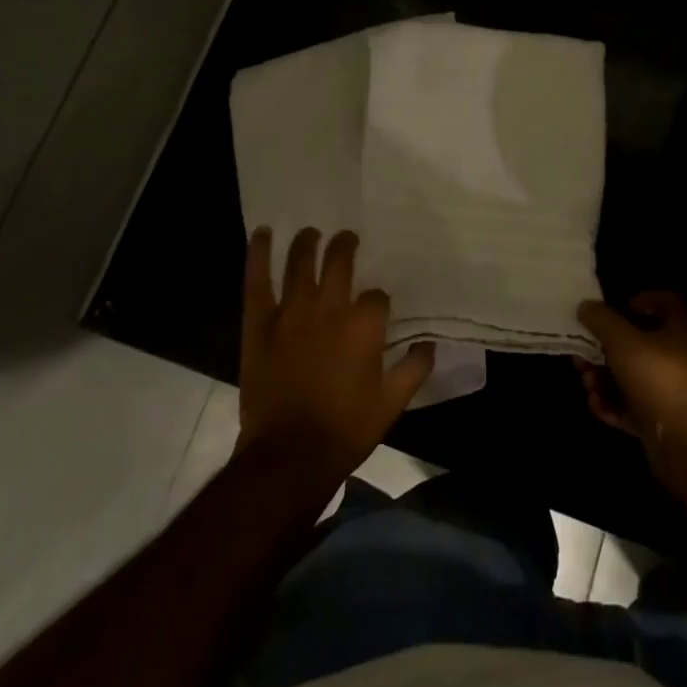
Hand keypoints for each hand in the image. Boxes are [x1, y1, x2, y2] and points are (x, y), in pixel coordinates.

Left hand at [237, 228, 433, 482]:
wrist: (290, 454)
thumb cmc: (346, 428)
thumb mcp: (393, 403)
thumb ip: (414, 368)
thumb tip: (429, 344)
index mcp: (363, 325)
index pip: (376, 296)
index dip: (377, 300)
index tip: (376, 309)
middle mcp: (329, 308)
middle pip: (339, 262)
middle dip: (345, 246)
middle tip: (346, 238)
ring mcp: (292, 312)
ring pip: (300, 262)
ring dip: (307, 242)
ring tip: (310, 232)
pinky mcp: (260, 322)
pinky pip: (258, 281)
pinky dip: (258, 254)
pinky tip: (262, 233)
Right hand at [575, 291, 686, 459]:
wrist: (685, 441)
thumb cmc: (657, 376)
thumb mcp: (621, 339)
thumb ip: (601, 319)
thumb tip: (585, 306)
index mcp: (680, 331)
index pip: (667, 303)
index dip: (642, 300)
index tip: (619, 308)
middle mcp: (678, 359)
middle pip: (638, 344)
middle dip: (605, 348)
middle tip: (583, 353)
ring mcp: (669, 392)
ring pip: (629, 377)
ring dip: (603, 378)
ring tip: (587, 383)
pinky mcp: (659, 420)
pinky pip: (630, 406)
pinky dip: (611, 404)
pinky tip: (597, 405)